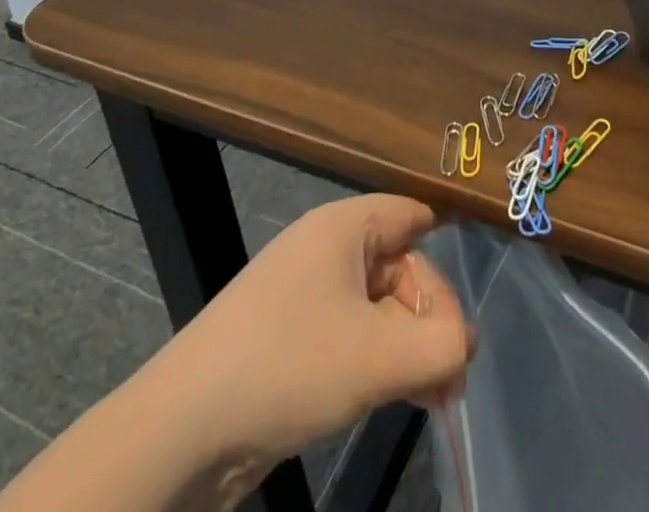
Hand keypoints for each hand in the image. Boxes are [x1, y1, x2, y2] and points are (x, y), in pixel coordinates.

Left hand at [168, 195, 470, 499]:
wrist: (183, 430)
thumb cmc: (289, 365)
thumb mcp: (378, 356)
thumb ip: (439, 345)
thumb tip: (464, 342)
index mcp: (345, 227)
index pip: (413, 217)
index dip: (445, 257)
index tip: (465, 315)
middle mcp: (327, 250)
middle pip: (400, 267)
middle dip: (430, 319)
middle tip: (450, 378)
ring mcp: (306, 296)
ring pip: (378, 308)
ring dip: (409, 348)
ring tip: (434, 398)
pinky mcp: (291, 340)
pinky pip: (352, 336)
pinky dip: (379, 362)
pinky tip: (396, 398)